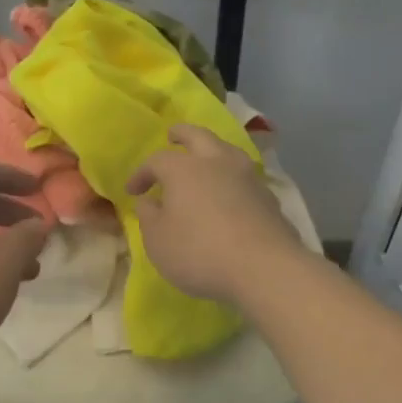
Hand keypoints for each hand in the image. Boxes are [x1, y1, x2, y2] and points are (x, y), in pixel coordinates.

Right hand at [126, 125, 299, 302]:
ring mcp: (247, 177)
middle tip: (172, 135)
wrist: (264, 268)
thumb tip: (148, 201)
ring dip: (212, 151)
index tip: (133, 191)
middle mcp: (217, 162)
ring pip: (227, 150)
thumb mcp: (158, 241)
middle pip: (198, 136)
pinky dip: (231, 177)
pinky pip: (244, 176)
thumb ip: (148, 217)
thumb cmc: (200, 252)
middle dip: (182, 134)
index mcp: (184, 169)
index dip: (142, 174)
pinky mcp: (269, 197)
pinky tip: (230, 193)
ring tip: (205, 160)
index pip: (157, 160)